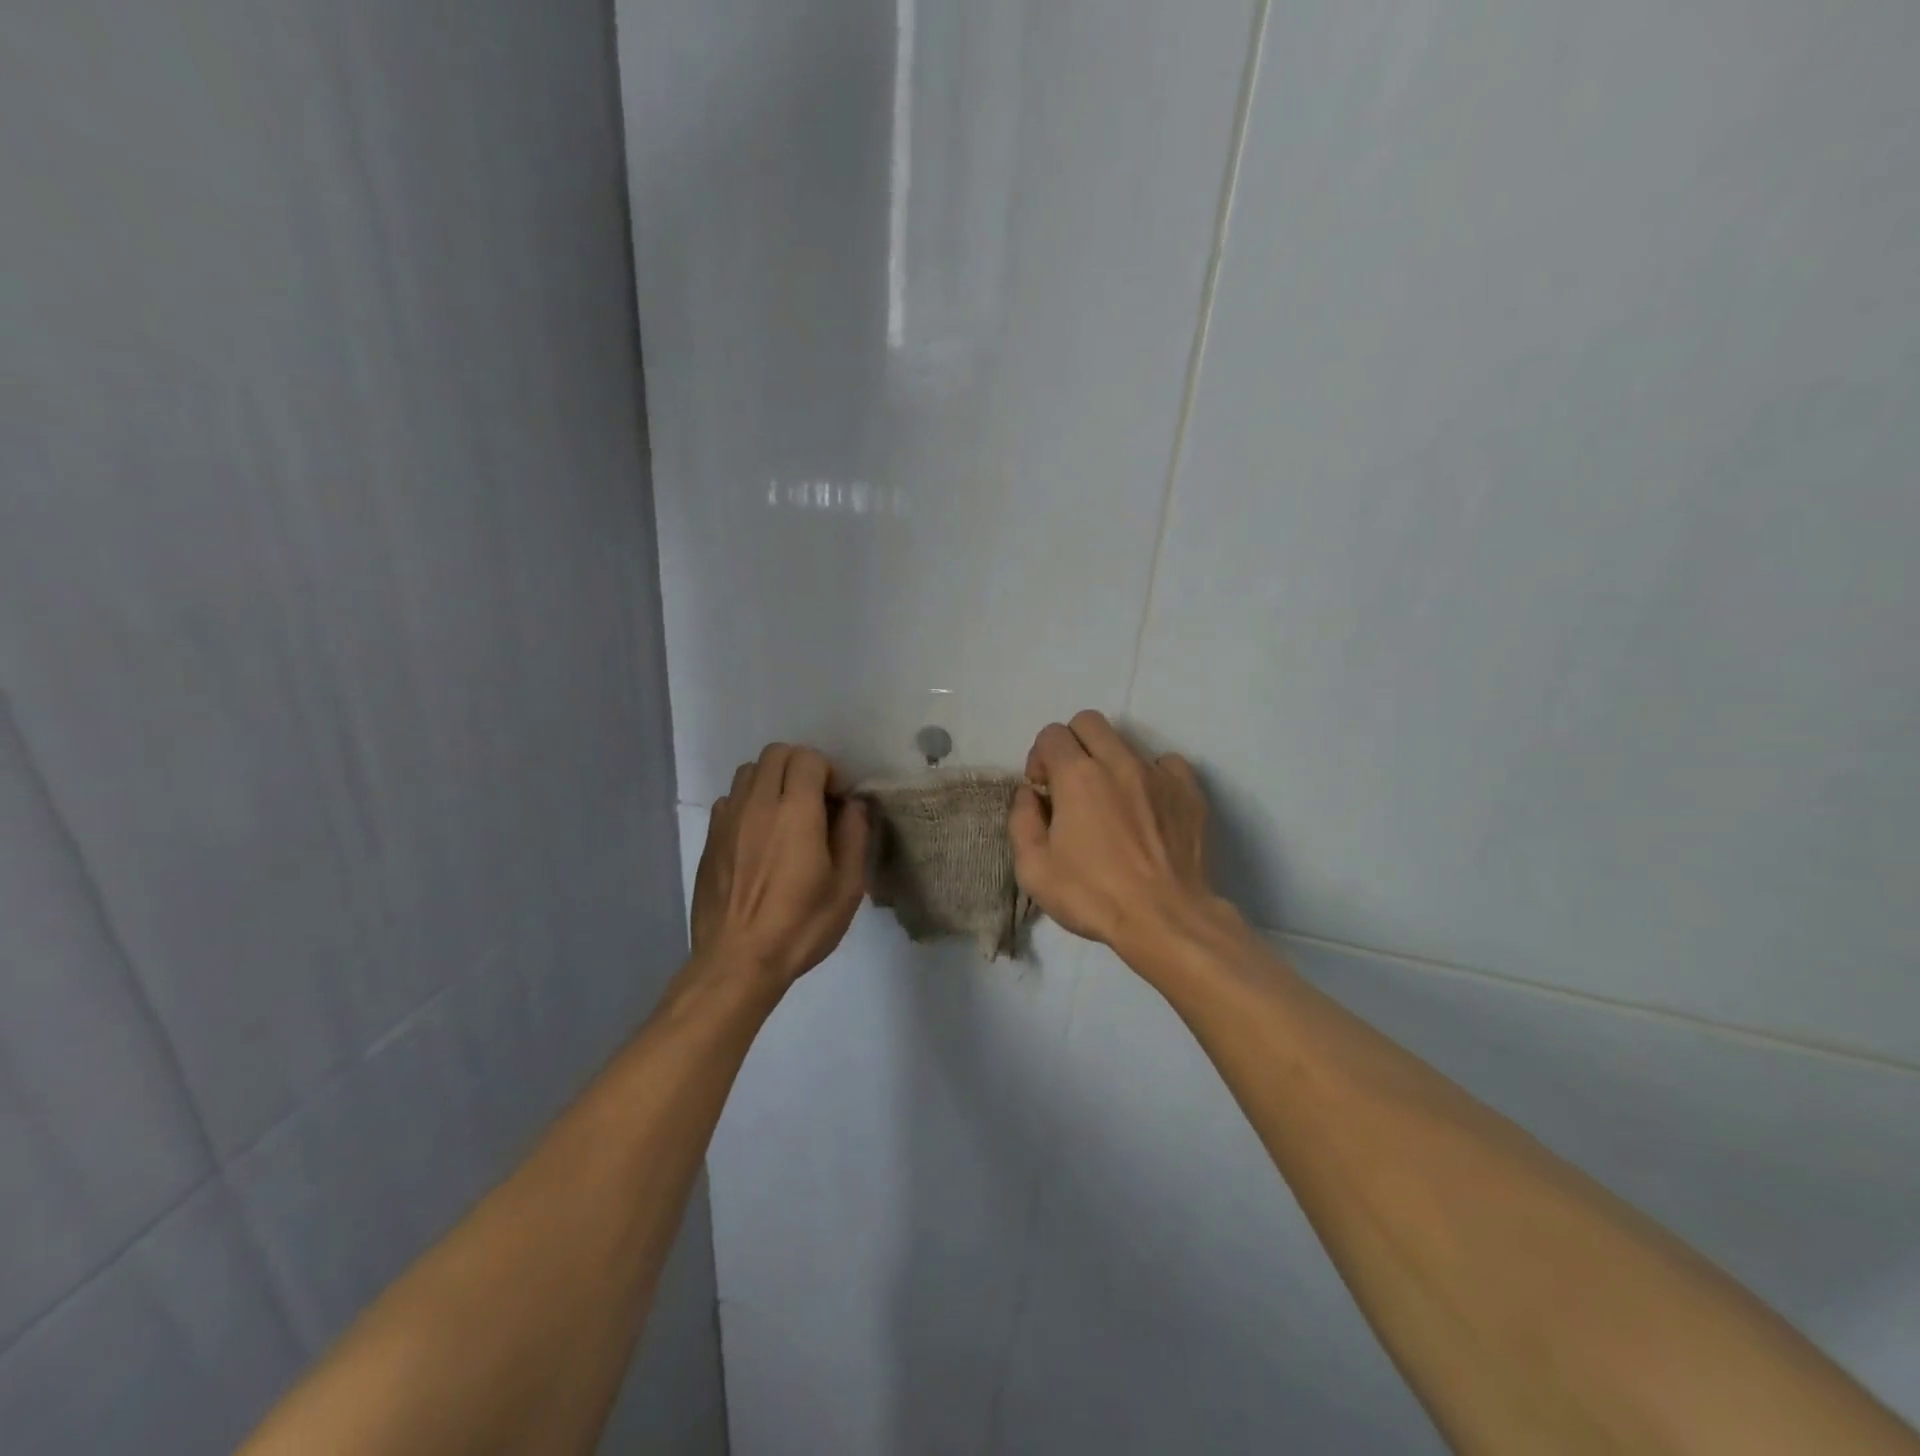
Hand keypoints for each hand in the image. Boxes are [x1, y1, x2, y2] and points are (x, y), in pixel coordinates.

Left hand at [691, 744, 868, 986]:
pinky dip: (749, 802)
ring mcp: (728, 819)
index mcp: (796, 812)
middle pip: (776, 754)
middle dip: (800, 766)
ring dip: (772, 780)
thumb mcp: (847, 887)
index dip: (829, 772)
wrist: (737, 960)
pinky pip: (730, 798)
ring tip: (785, 814)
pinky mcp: (710, 838)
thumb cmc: (800, 925)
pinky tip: (759, 836)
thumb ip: (855, 836)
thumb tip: (854, 805)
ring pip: (749, 771)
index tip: (837, 801)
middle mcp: (758, 804)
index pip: (808, 759)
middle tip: (815, 801)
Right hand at [1009, 710, 1231, 954]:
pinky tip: (1147, 806)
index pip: (1051, 734)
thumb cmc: (1093, 896)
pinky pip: (1166, 763)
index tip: (1043, 791)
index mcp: (1077, 775)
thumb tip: (1029, 795)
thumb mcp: (1034, 869)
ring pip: (1126, 742)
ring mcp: (1159, 773)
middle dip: (1072, 744)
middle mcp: (1119, 762)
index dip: (1039, 758)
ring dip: (1109, 762)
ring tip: (1111, 802)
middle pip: (1088, 722)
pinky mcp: (1189, 791)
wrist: (1166, 920)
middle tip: (1071, 784)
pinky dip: (1150, 775)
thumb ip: (1022, 821)